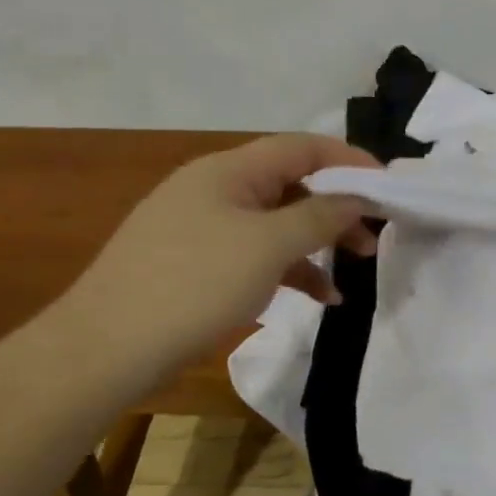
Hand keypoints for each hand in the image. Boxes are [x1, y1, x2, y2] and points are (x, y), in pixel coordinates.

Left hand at [64, 134, 378, 375]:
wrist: (106, 348)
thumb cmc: (194, 283)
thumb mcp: (268, 246)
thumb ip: (320, 217)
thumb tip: (356, 199)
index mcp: (230, 170)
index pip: (302, 147)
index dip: (349, 160)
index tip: (389, 185)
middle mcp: (217, 189)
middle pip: (292, 184)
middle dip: (338, 207)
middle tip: (375, 235)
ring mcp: (204, 227)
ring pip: (277, 222)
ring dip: (319, 241)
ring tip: (356, 268)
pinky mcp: (198, 264)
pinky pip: (257, 254)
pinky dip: (290, 269)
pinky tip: (319, 297)